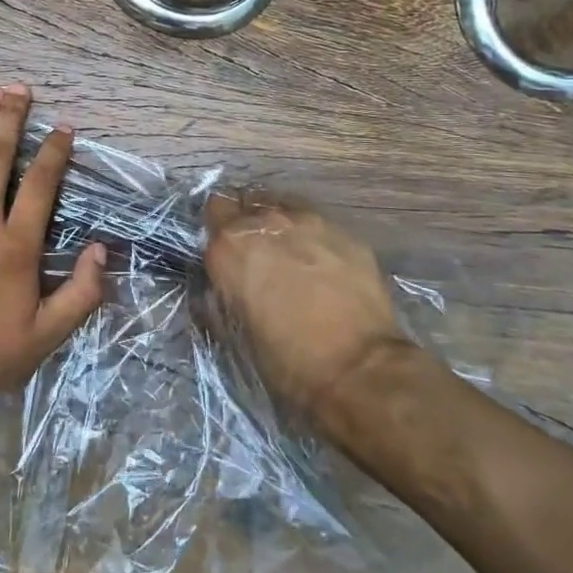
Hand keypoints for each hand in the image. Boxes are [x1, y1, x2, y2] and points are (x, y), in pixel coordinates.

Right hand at [203, 194, 412, 430]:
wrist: (358, 370)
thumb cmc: (286, 361)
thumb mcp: (236, 332)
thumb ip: (221, 297)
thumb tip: (218, 291)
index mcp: (230, 246)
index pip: (214, 212)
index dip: (220, 231)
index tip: (227, 251)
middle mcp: (265, 222)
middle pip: (248, 202)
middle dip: (249, 223)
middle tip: (259, 254)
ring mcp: (310, 222)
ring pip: (285, 206)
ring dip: (282, 226)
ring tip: (293, 256)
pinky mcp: (346, 233)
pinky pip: (320, 225)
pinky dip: (316, 240)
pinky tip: (326, 267)